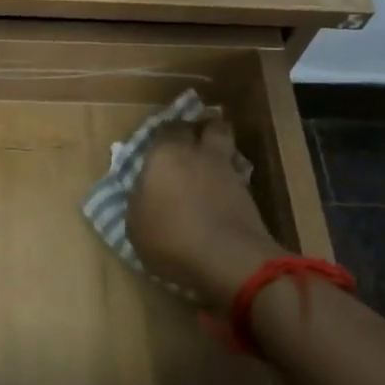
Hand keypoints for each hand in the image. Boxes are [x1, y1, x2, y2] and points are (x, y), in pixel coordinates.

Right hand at [127, 119, 285, 307]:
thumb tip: (146, 190)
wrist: (228, 259)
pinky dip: (230, 175)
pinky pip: (237, 172)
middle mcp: (198, 153)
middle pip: (207, 125)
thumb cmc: (170, 238)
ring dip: (219, 147)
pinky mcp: (249, 192)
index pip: (166, 127)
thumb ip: (140, 198)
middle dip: (200, 128)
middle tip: (191, 139)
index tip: (159, 142)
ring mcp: (228, 170)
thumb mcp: (135, 224)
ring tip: (208, 162)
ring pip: (227, 145)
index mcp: (165, 154)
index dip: (164, 133)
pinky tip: (221, 189)